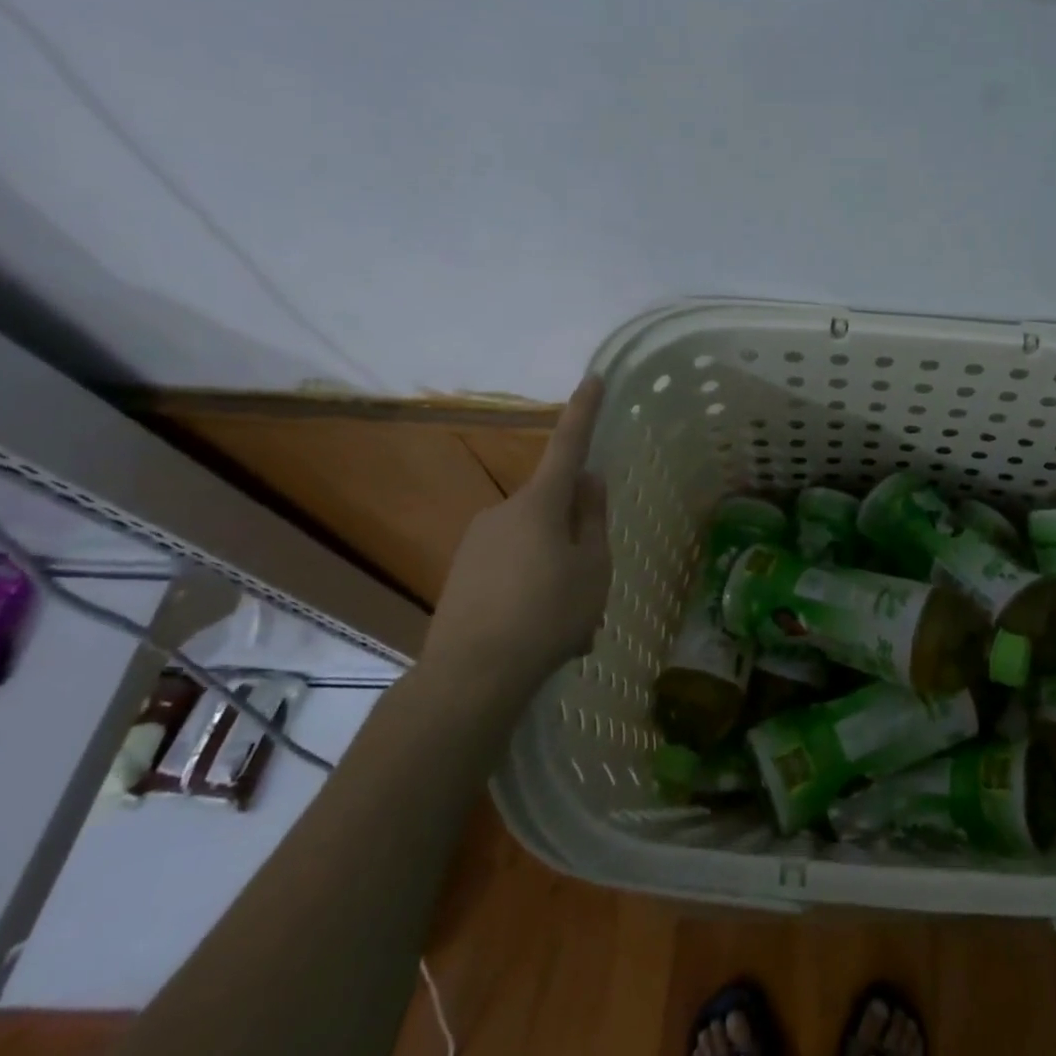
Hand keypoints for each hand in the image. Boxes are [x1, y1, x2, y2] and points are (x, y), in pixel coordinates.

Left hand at [420, 377, 611, 709]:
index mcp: (540, 503)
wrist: (469, 678)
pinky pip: (510, 567)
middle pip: (552, 507)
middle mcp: (504, 511)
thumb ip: (593, 519)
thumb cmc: (548, 615)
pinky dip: (531, 588)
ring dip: (554, 568)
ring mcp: (477, 542)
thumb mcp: (592, 567)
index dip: (584, 411)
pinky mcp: (462, 573)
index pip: (568, 444)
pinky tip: (537, 630)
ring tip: (568, 622)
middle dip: (575, 533)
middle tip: (591, 583)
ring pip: (533, 542)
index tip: (593, 377)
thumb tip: (588, 480)